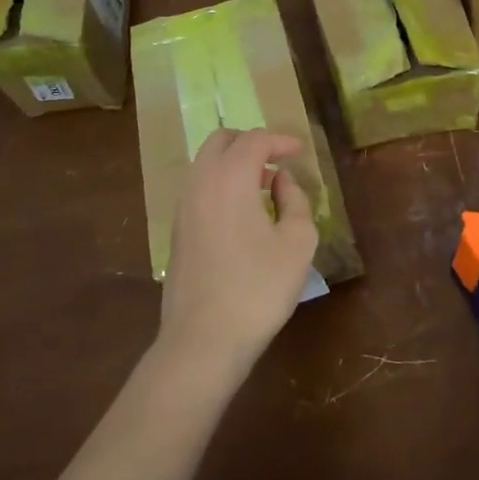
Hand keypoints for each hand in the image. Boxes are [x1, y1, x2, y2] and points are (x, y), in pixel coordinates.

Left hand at [156, 128, 318, 386]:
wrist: (203, 339)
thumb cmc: (259, 288)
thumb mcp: (297, 242)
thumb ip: (295, 201)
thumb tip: (282, 181)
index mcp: (230, 177)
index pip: (255, 139)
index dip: (281, 140)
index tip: (301, 151)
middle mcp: (201, 182)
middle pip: (222, 141)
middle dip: (252, 143)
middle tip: (278, 161)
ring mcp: (183, 207)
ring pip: (206, 164)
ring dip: (234, 164)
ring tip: (264, 187)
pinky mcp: (177, 231)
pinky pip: (200, 188)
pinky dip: (221, 184)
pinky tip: (243, 213)